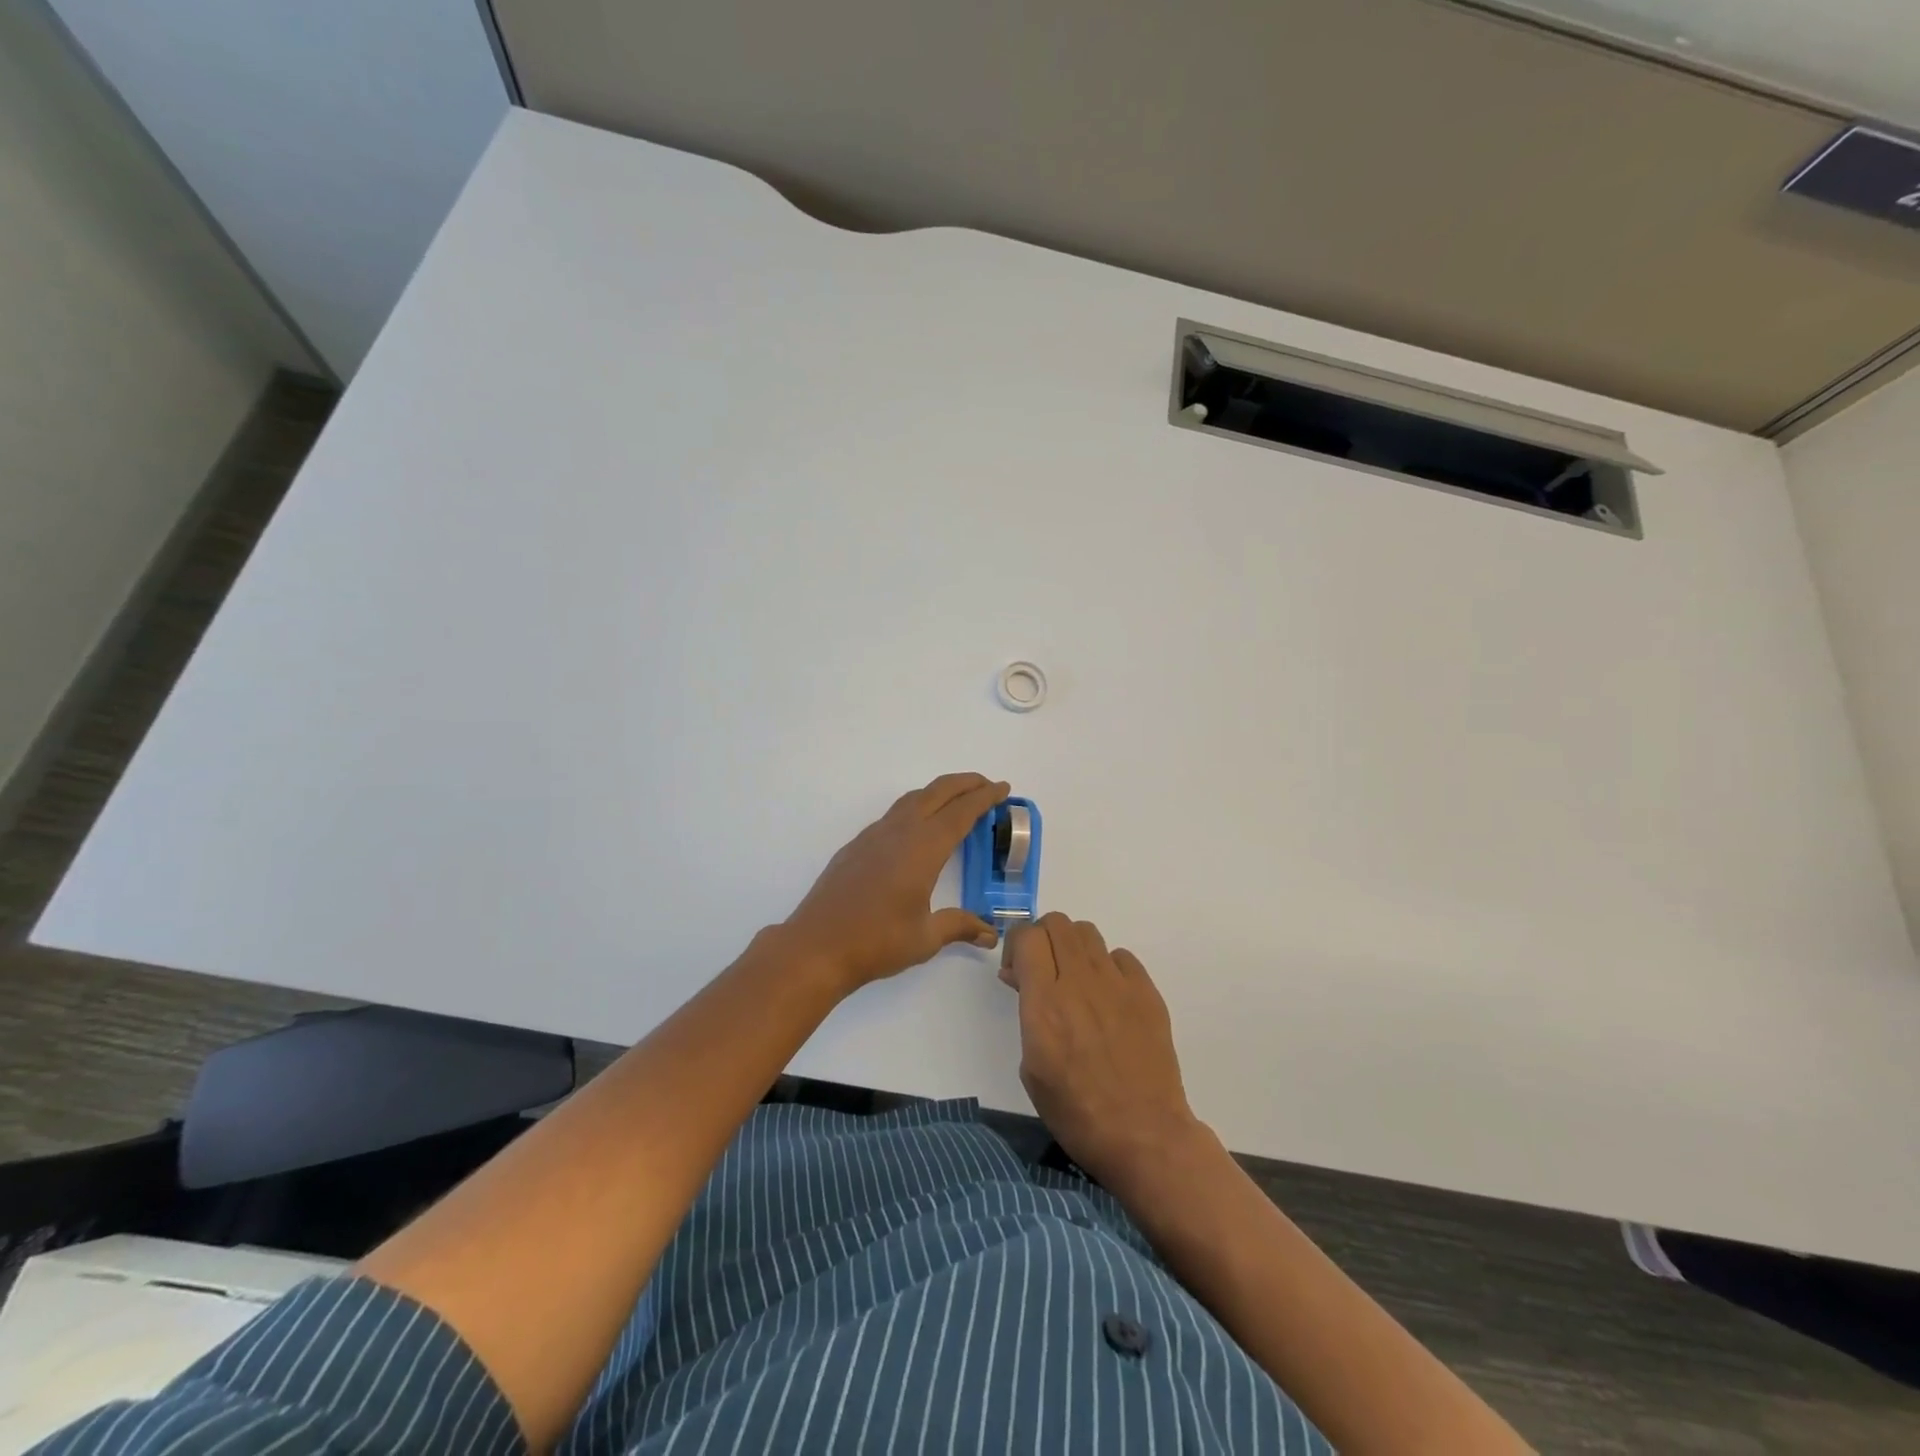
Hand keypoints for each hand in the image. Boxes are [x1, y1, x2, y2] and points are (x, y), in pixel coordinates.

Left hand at [782, 773, 1008, 991]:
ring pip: (912, 799)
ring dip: (938, 792)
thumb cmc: (876, 942)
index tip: (1003, 788)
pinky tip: (916, 829)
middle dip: (965, 784)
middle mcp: (899, 833)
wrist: (816, 947)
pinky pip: (893, 815)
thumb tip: (990, 934)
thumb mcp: (925, 938)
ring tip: (956, 800)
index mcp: (923, 849)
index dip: (984, 798)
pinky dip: (915, 808)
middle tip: (987, 785)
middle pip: (937, 793)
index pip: (961, 813)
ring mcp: (873, 836)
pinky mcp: (856, 846)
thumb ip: (959, 927)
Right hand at [1000, 913, 1201, 1185]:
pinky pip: (1120, 956)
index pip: (1028, 936)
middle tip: (1041, 968)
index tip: (1016, 968)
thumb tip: (1021, 977)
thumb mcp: (1032, 1068)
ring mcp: (1117, 984)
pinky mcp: (1147, 992)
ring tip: (1073, 979)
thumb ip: (1026, 1012)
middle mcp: (1080, 982)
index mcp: (1045, 1003)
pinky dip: (1106, 966)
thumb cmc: (1076, 1112)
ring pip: (1087, 933)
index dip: (1016, 943)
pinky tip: (1107, 996)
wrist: (1144, 1135)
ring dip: (1072, 947)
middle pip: (1057, 923)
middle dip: (1042, 938)